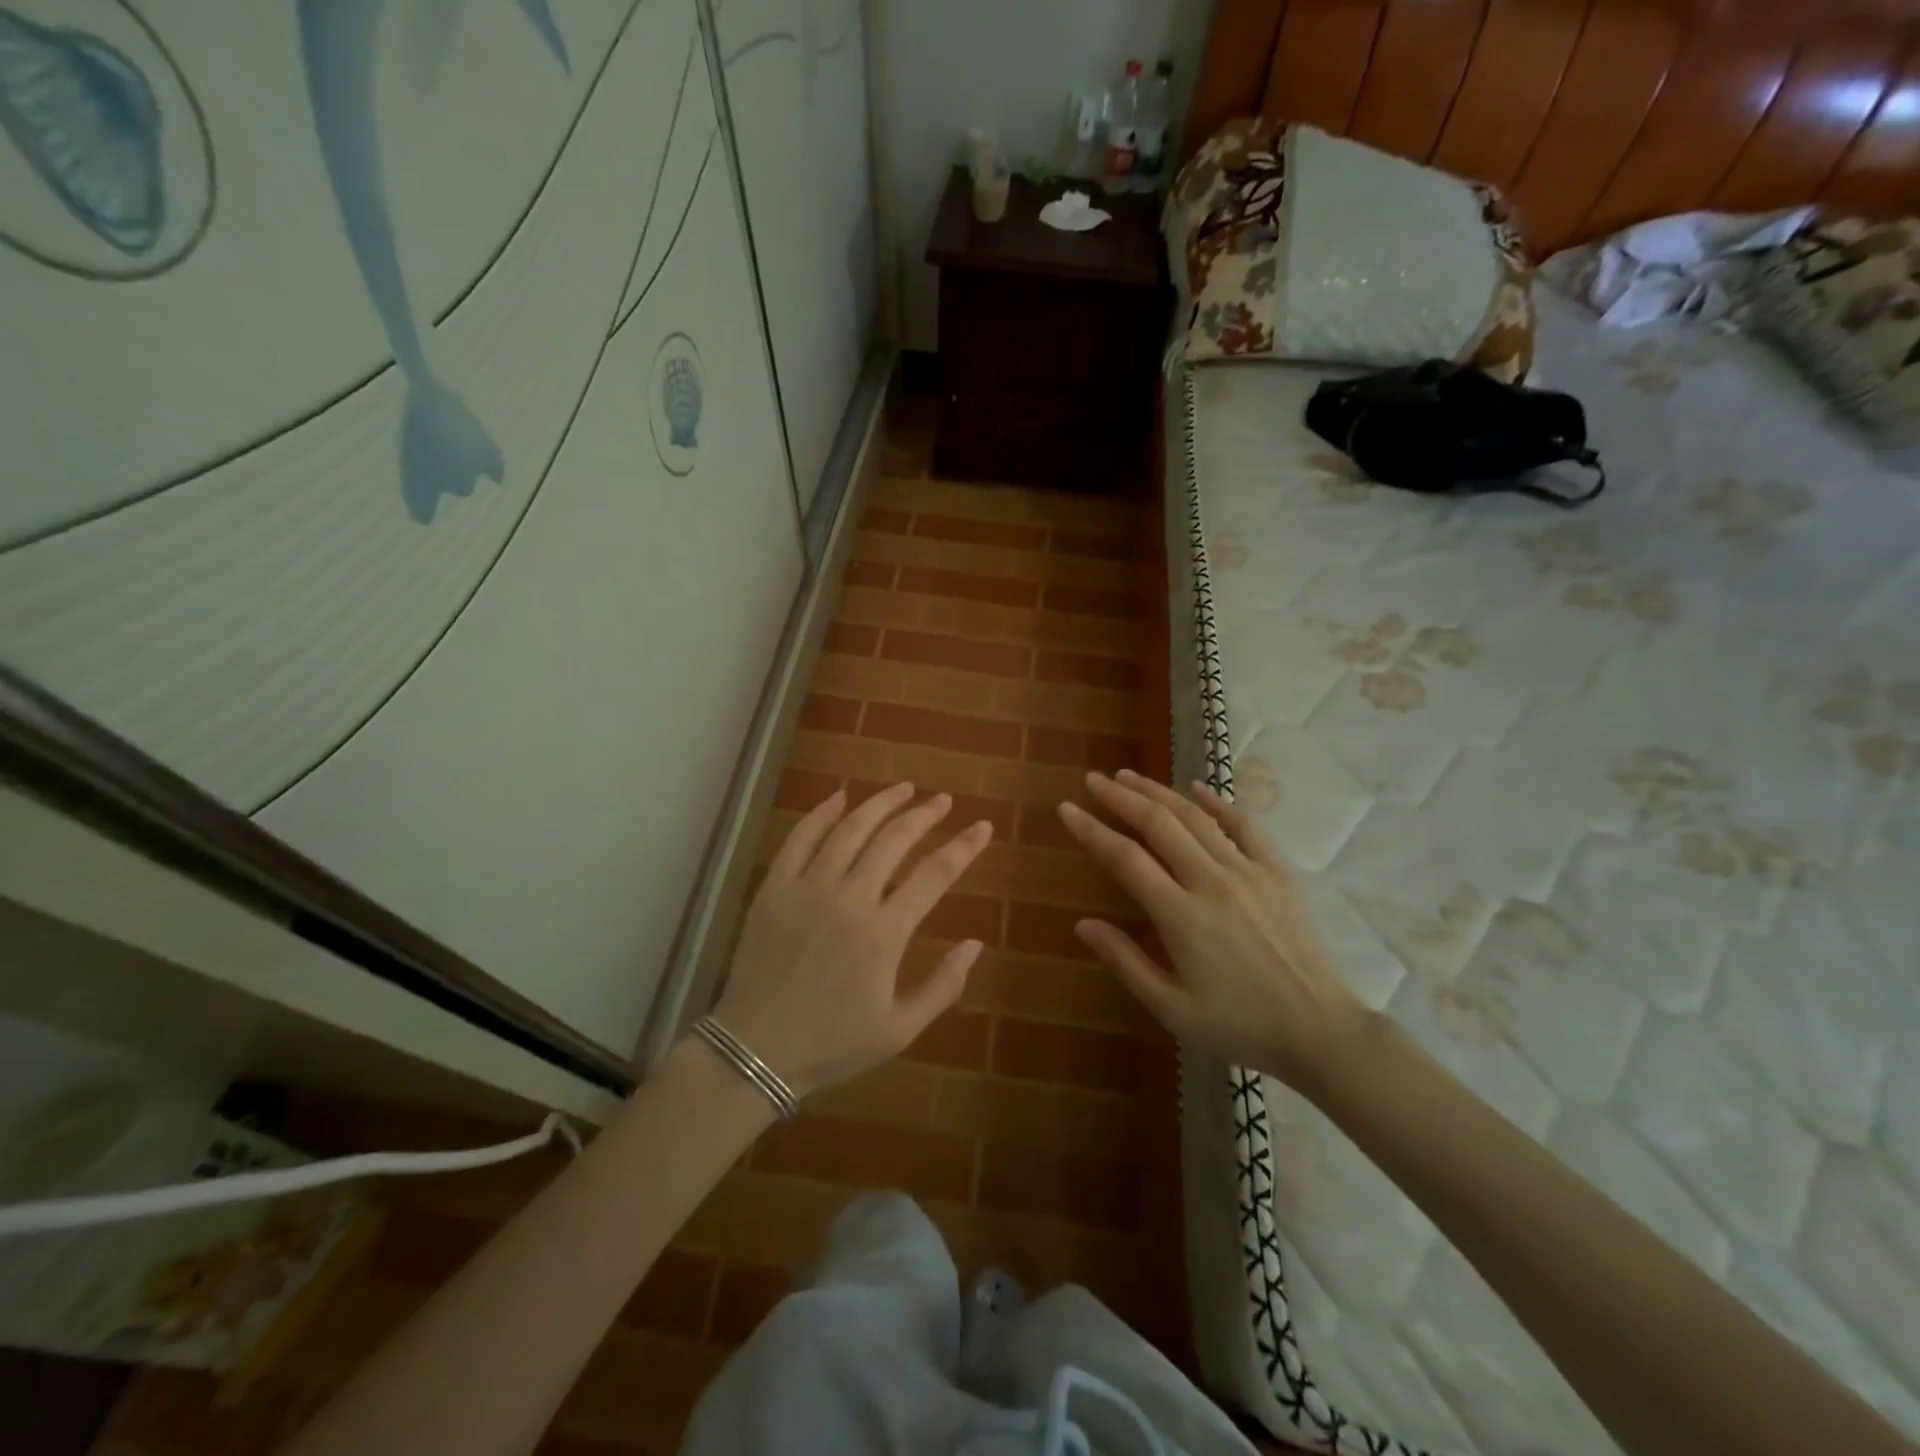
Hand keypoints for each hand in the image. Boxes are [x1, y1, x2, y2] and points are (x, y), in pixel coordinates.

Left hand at [711, 783, 994, 1099]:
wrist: (755, 1050)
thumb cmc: (833, 1044)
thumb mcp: (900, 1030)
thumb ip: (943, 986)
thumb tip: (976, 945)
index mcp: (884, 933)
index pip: (935, 875)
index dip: (963, 847)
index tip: (982, 826)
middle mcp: (850, 899)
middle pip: (894, 840)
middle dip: (924, 815)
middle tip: (942, 800)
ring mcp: (808, 888)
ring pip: (850, 830)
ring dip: (880, 804)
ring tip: (903, 788)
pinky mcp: (775, 888)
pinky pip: (800, 838)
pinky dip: (822, 813)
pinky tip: (839, 797)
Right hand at [1057, 770, 1366, 1090]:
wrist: (1320, 1031)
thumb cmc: (1240, 1026)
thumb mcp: (1172, 1009)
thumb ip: (1125, 961)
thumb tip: (1082, 924)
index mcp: (1182, 916)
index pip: (1126, 858)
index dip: (1091, 830)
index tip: (1067, 810)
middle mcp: (1212, 881)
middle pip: (1158, 824)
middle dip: (1120, 797)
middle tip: (1093, 780)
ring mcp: (1249, 872)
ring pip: (1195, 818)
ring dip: (1158, 792)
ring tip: (1128, 776)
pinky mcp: (1278, 873)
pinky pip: (1244, 827)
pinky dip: (1217, 803)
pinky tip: (1197, 788)